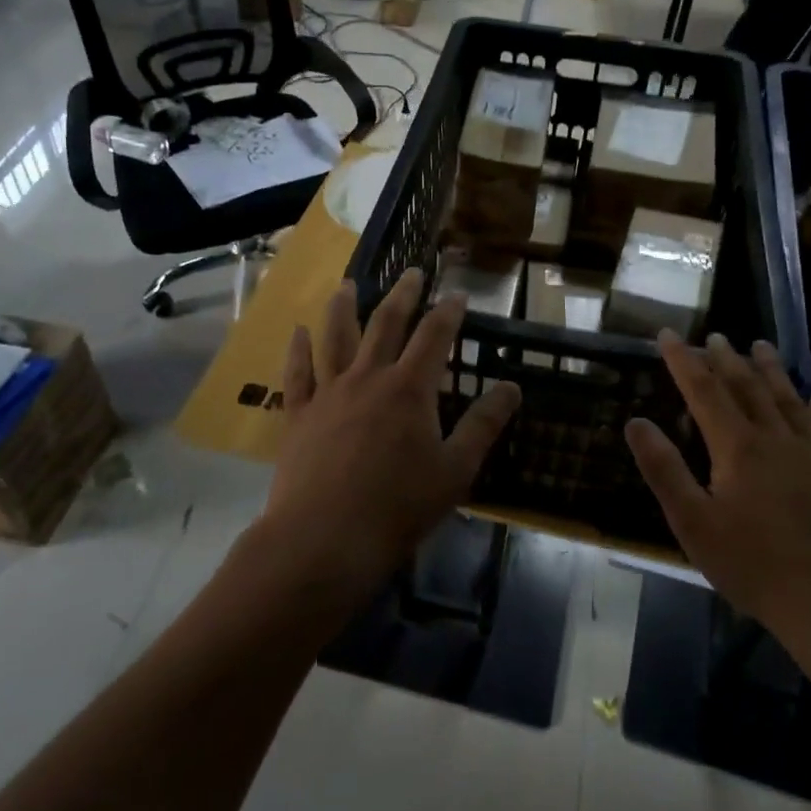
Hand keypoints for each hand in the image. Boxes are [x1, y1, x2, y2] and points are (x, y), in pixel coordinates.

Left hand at [253, 269, 521, 605]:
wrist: (324, 539)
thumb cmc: (398, 507)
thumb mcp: (455, 470)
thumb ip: (484, 425)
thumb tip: (512, 387)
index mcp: (410, 389)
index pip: (434, 336)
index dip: (449, 311)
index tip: (458, 293)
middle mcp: (368, 378)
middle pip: (386, 323)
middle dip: (402, 295)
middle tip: (410, 271)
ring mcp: (329, 393)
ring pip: (336, 337)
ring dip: (344, 307)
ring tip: (347, 284)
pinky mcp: (299, 414)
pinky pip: (298, 373)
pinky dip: (298, 349)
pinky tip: (297, 331)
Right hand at [624, 332, 810, 665]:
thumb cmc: (752, 565)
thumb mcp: (693, 522)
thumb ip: (663, 469)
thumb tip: (635, 422)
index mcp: (736, 446)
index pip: (703, 390)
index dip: (682, 360)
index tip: (667, 333)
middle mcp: (773, 437)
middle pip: (746, 386)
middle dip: (724, 358)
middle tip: (713, 335)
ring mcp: (808, 454)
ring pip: (785, 398)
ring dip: (769, 369)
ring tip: (759, 344)